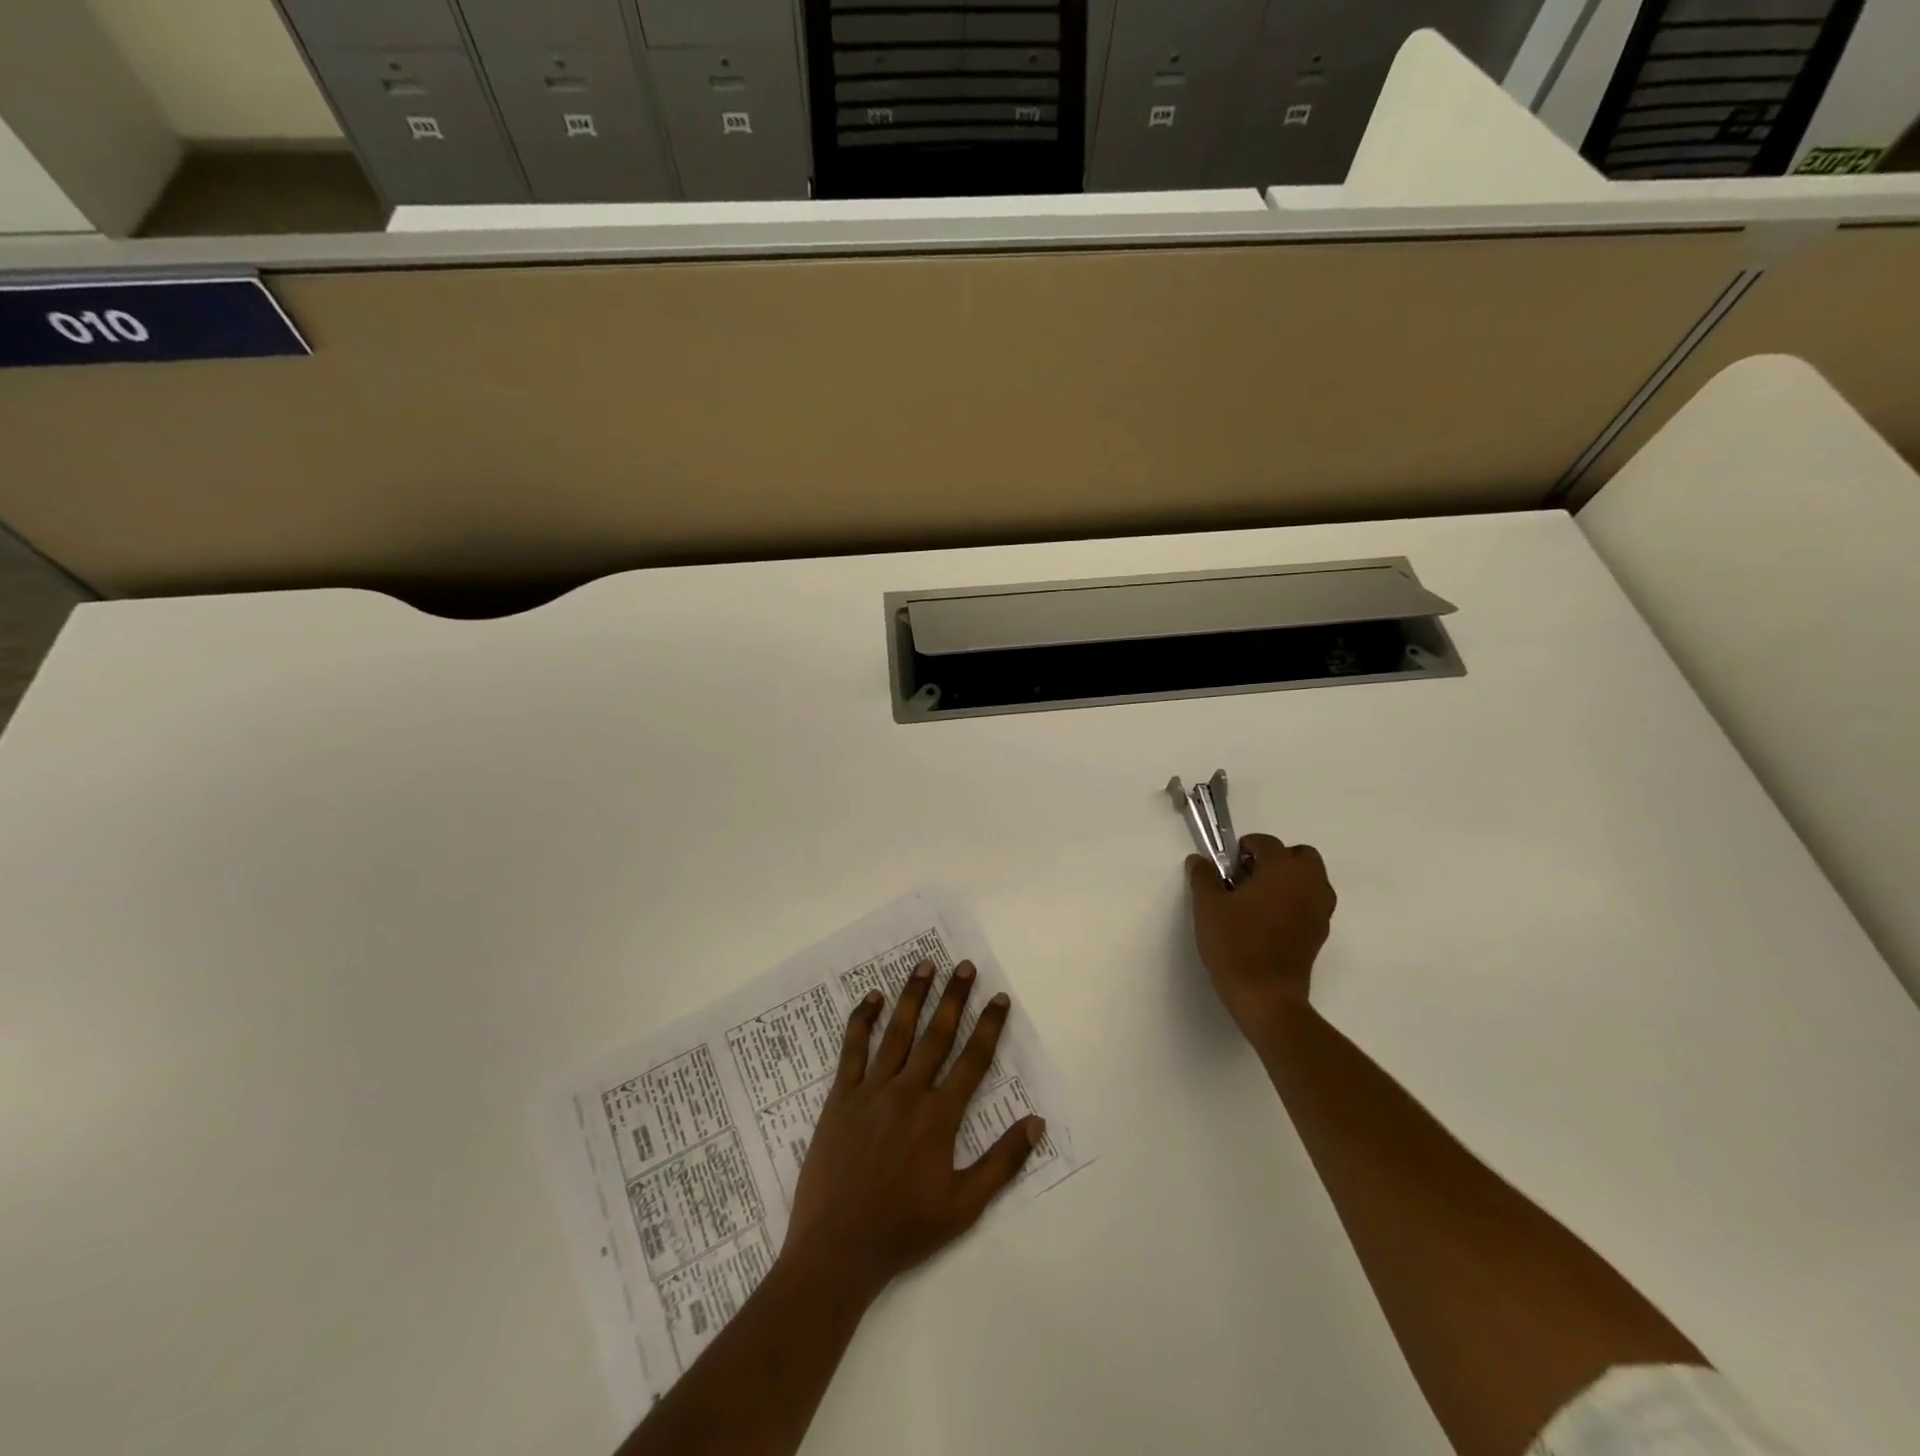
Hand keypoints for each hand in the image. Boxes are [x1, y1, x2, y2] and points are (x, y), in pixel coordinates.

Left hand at [782, 960, 1043, 1299]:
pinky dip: (862, 1021)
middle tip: (964, 966)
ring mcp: (871, 1091)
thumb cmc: (904, 1229)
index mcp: (939, 1117)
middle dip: (954, 997)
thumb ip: (1002, 1162)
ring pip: (897, 1033)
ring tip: (925, 965)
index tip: (1000, 998)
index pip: (972, 1061)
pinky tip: (871, 997)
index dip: (989, 1027)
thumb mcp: (964, 1206)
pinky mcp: (841, 1098)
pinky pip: (852, 1050)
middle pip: (937, 1035)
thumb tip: (1037, 1122)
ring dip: (913, 996)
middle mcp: (908, 1093)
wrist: (838, 1249)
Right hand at [1188, 833, 1336, 1041]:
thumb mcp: (1208, 907)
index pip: (1266, 843)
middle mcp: (1309, 883)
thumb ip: (1203, 877)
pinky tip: (1267, 920)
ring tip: (1256, 899)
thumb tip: (1198, 861)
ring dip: (1287, 879)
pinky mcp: (1320, 932)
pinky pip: (1310, 902)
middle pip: (1299, 856)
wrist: (1266, 996)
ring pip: (1309, 879)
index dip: (1243, 848)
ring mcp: (1320, 909)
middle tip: (1246, 877)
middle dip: (1274, 859)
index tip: (1225, 865)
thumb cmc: (1236, 944)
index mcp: (1283, 870)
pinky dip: (1294, 900)